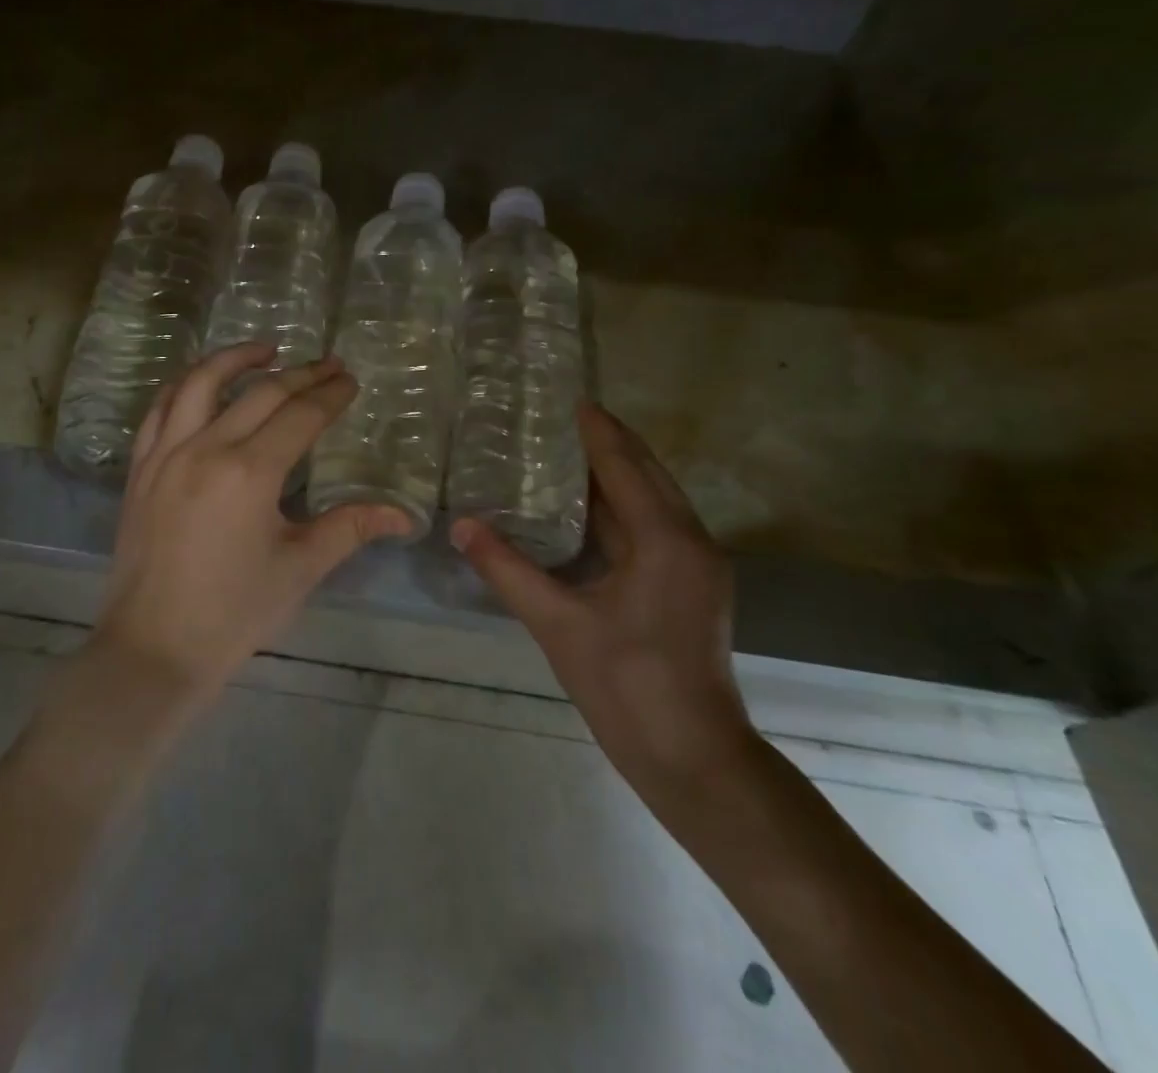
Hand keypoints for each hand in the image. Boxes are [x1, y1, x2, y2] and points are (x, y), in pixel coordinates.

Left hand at [93, 343, 412, 705]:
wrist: (154, 647)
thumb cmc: (234, 613)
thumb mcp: (300, 568)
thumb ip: (350, 528)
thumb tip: (405, 516)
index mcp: (250, 473)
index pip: (300, 416)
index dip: (330, 395)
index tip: (350, 380)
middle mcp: (205, 449)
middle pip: (259, 392)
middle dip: (300, 374)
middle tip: (328, 365)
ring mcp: (165, 455)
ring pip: (199, 383)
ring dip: (235, 358)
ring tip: (266, 349)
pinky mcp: (140, 468)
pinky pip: (160, 409)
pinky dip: (186, 385)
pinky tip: (203, 384)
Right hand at [450, 402, 752, 792]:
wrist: (693, 758)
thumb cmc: (627, 686)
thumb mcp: (558, 624)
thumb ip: (507, 569)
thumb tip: (461, 525)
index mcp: (664, 539)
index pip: (625, 465)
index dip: (596, 430)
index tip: (567, 398)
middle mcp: (690, 540)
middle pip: (647, 472)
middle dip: (609, 442)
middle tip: (559, 418)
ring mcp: (697, 564)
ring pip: (654, 498)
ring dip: (617, 472)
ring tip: (565, 452)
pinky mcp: (692, 584)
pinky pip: (655, 524)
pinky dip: (622, 504)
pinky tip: (585, 508)